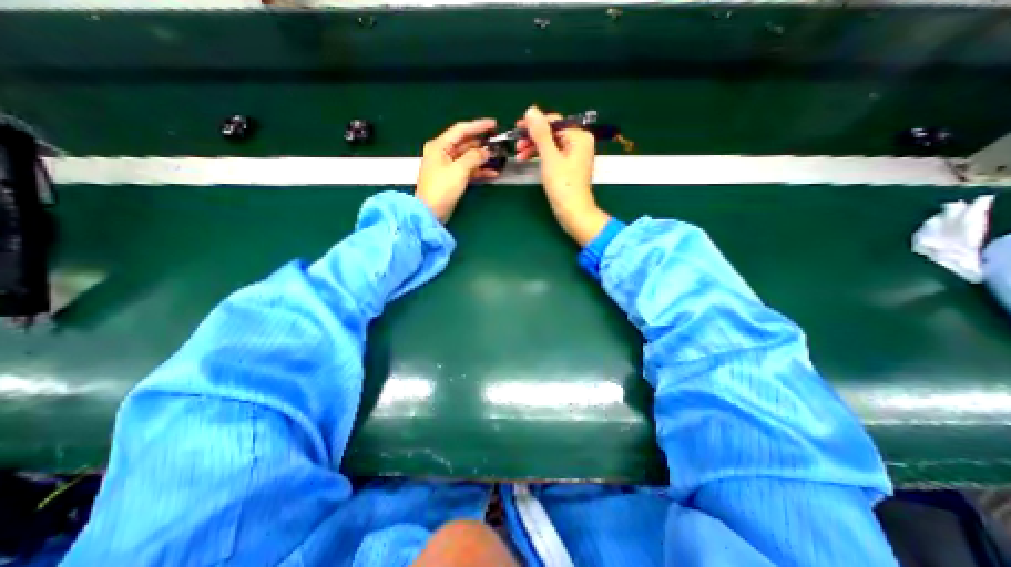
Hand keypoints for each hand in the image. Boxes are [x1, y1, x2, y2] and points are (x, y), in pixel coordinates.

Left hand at [417, 117, 498, 220]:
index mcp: (440, 146)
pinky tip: (492, 173)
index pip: (461, 130)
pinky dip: (479, 171)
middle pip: (465, 143)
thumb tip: (486, 151)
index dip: (478, 126)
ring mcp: (448, 166)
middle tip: (498, 143)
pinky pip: (468, 170)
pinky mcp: (452, 178)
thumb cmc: (441, 189)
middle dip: (482, 144)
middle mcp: (443, 153)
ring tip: (499, 158)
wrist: (431, 212)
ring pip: (468, 157)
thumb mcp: (459, 170)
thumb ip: (474, 157)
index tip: (494, 124)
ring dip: (482, 158)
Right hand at [514, 104, 606, 245]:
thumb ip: (541, 133)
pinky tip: (528, 160)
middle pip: (551, 133)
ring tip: (519, 155)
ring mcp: (574, 155)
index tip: (516, 129)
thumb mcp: (549, 157)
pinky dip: (540, 157)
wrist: (573, 212)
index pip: (553, 121)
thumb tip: (531, 110)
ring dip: (534, 148)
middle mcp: (579, 142)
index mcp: (579, 136)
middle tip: (516, 145)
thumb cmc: (563, 185)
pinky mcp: (568, 166)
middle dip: (533, 138)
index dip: (534, 124)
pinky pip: (552, 155)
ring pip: (550, 144)